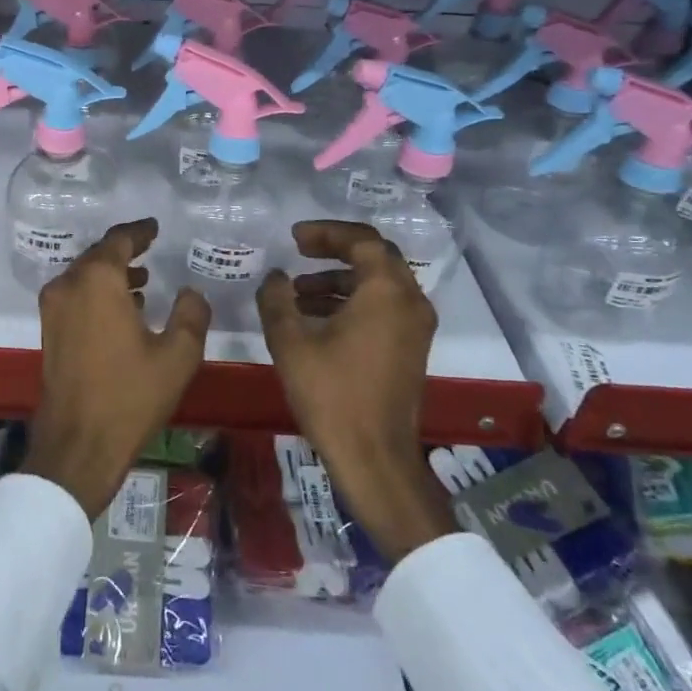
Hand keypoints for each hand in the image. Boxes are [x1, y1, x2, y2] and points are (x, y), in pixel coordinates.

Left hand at [23, 219, 211, 518]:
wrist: (78, 444)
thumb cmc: (130, 396)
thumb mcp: (177, 356)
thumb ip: (191, 314)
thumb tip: (191, 292)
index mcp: (98, 281)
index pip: (119, 240)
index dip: (139, 231)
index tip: (154, 227)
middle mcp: (68, 285)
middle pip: (97, 255)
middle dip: (124, 252)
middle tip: (150, 249)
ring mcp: (53, 309)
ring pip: (84, 277)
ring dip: (111, 274)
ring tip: (143, 281)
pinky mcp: (49, 331)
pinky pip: (75, 296)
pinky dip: (97, 293)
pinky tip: (122, 310)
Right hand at [257, 221, 455, 562]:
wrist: (375, 457)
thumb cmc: (332, 394)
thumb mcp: (290, 342)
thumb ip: (277, 299)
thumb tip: (276, 278)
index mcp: (386, 291)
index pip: (362, 240)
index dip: (326, 232)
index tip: (294, 238)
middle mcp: (410, 301)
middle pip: (375, 257)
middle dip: (334, 250)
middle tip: (299, 251)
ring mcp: (415, 327)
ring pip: (378, 283)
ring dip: (339, 279)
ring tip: (297, 293)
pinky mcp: (411, 348)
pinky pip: (383, 307)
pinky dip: (352, 301)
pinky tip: (316, 318)